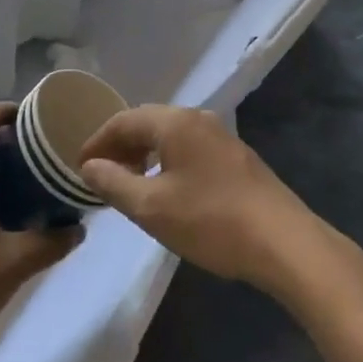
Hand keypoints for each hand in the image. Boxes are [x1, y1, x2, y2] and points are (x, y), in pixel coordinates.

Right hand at [77, 106, 329, 294]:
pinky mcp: (237, 158)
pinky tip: (167, 191)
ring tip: (130, 184)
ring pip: (171, 137)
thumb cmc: (210, 221)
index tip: (79, 167)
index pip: (124, 120)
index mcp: (175, 122)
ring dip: (145, 155)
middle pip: (148, 123)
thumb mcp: (152, 208)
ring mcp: (222, 137)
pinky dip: (168, 162)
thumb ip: (114, 183)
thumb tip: (89, 166)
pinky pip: (190, 149)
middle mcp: (198, 119)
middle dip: (121, 146)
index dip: (97, 141)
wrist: (283, 242)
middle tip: (101, 175)